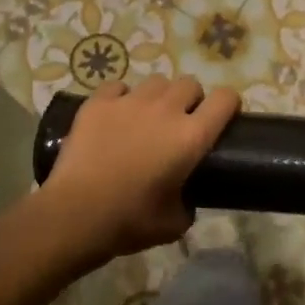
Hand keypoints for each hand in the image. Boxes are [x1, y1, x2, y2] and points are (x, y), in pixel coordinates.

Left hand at [41, 77, 239, 262]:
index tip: (223, 116)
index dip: (228, 104)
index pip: (225, 99)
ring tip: (146, 117)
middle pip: (190, 84)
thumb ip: (188, 202)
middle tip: (180, 122)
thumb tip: (185, 198)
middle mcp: (166, 110)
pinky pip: (118, 87)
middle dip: (190, 99)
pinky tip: (115, 116)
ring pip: (155, 82)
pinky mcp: (98, 103)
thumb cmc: (131, 221)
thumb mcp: (175, 222)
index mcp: (192, 137)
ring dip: (158, 96)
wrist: (76, 214)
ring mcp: (130, 102)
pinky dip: (121, 98)